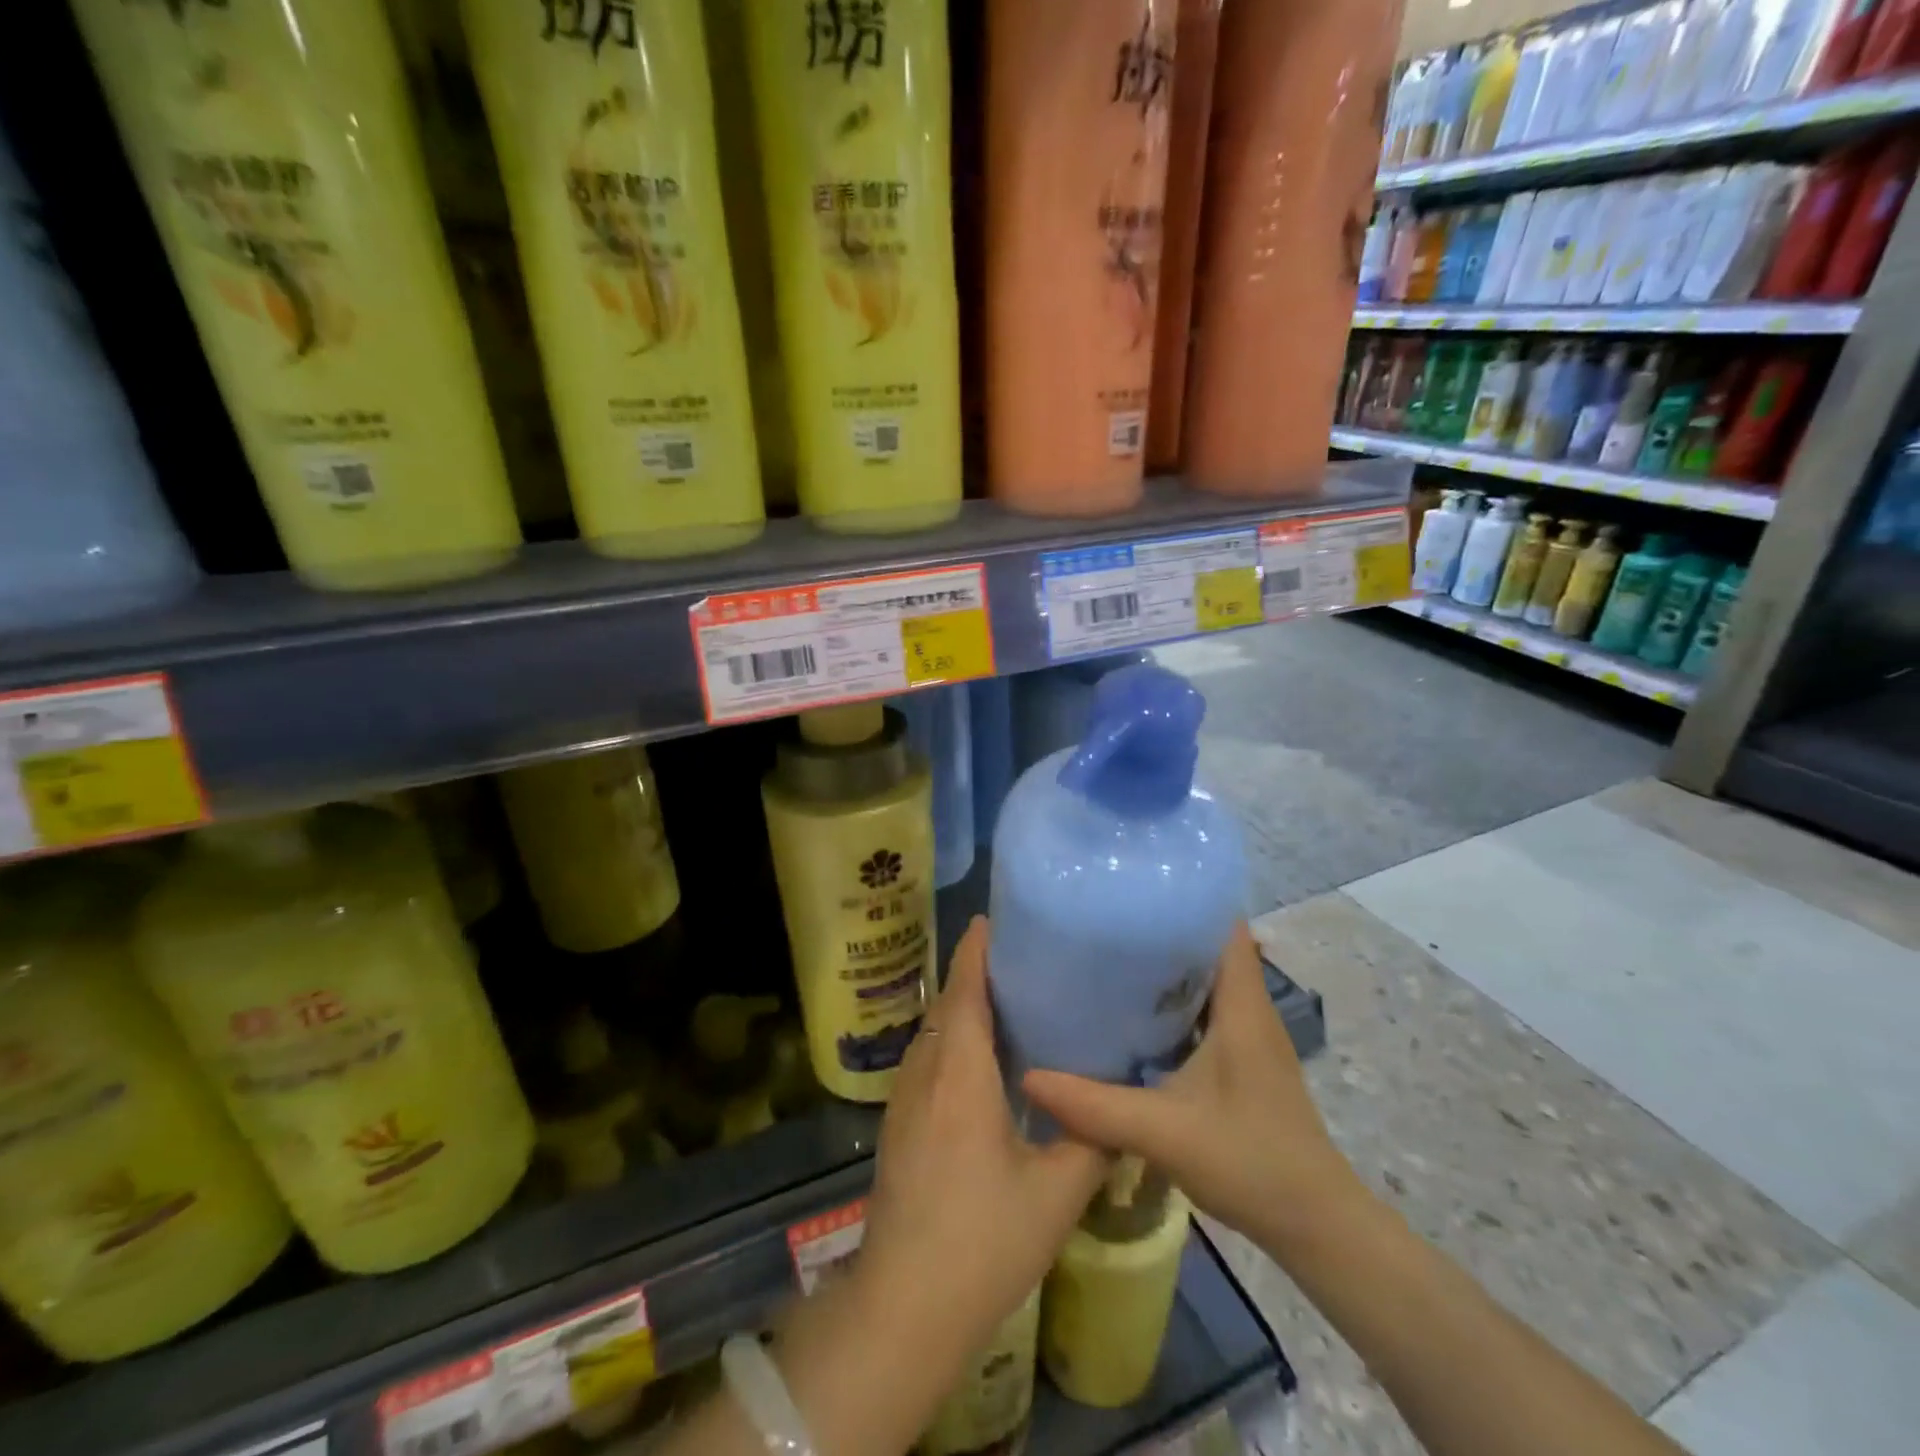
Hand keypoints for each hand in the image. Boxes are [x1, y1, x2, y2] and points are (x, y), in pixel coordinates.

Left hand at [855, 916, 1109, 1365]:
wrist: (905, 1305)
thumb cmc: (983, 1241)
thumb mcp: (1057, 1193)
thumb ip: (1091, 1139)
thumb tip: (1116, 1104)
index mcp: (960, 1074)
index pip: (963, 991)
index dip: (975, 950)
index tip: (994, 920)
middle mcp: (925, 1072)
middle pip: (947, 1005)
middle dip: (975, 974)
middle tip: (1023, 960)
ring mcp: (904, 1099)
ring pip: (934, 1033)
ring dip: (963, 1009)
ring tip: (1009, 1002)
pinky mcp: (898, 1124)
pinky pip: (927, 1060)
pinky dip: (952, 1041)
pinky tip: (983, 1063)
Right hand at [1021, 922, 1364, 1255]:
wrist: (1314, 1225)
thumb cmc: (1250, 1161)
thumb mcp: (1163, 1132)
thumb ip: (1095, 1106)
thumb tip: (1028, 1076)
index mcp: (1241, 1004)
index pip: (1223, 924)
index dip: (1186, 897)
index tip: (1134, 886)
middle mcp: (1248, 1007)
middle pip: (1208, 944)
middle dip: (1161, 926)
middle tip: (1103, 918)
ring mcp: (1247, 1034)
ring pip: (1204, 978)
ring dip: (1165, 965)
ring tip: (1108, 954)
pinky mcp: (1241, 1059)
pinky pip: (1203, 1009)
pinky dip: (1171, 1001)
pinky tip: (1131, 1014)